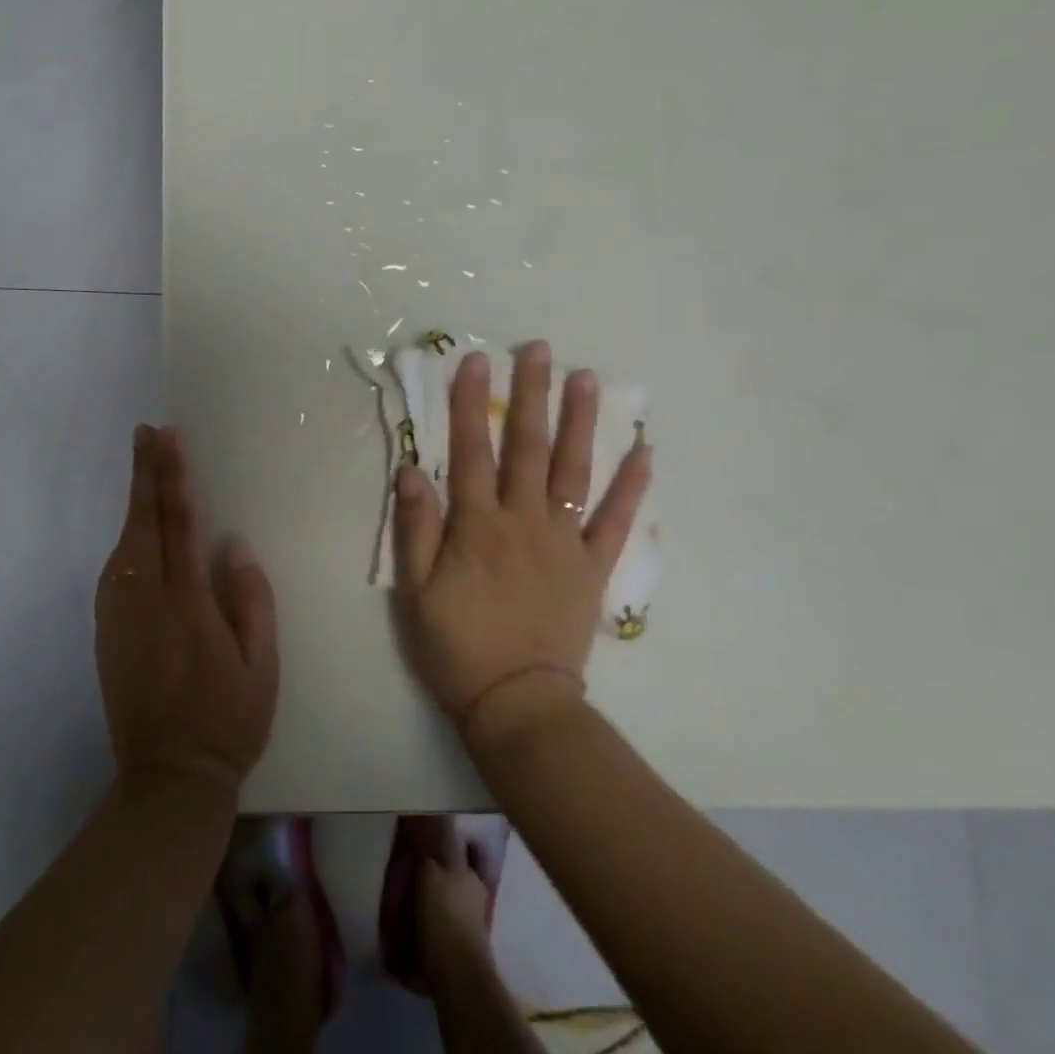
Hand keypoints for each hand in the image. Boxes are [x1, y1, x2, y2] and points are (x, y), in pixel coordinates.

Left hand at [95, 425, 279, 797]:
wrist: (168, 777)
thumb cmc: (228, 719)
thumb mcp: (263, 665)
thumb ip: (251, 600)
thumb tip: (234, 544)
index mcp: (189, 603)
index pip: (180, 524)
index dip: (174, 477)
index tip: (169, 439)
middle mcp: (148, 600)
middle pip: (145, 522)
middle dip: (145, 473)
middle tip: (144, 432)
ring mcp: (120, 616)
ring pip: (124, 543)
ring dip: (133, 500)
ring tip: (141, 464)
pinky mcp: (107, 632)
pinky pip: (114, 572)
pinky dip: (124, 538)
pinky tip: (133, 526)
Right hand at [392, 342, 650, 737]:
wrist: (517, 704)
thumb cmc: (456, 645)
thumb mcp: (415, 591)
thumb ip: (415, 528)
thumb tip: (411, 469)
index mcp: (477, 525)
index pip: (471, 450)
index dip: (471, 404)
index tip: (475, 361)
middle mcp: (523, 521)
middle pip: (528, 447)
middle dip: (532, 394)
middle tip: (538, 349)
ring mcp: (564, 542)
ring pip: (575, 471)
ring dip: (582, 422)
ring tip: (588, 379)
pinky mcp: (593, 568)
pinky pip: (615, 522)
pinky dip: (630, 487)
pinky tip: (643, 452)